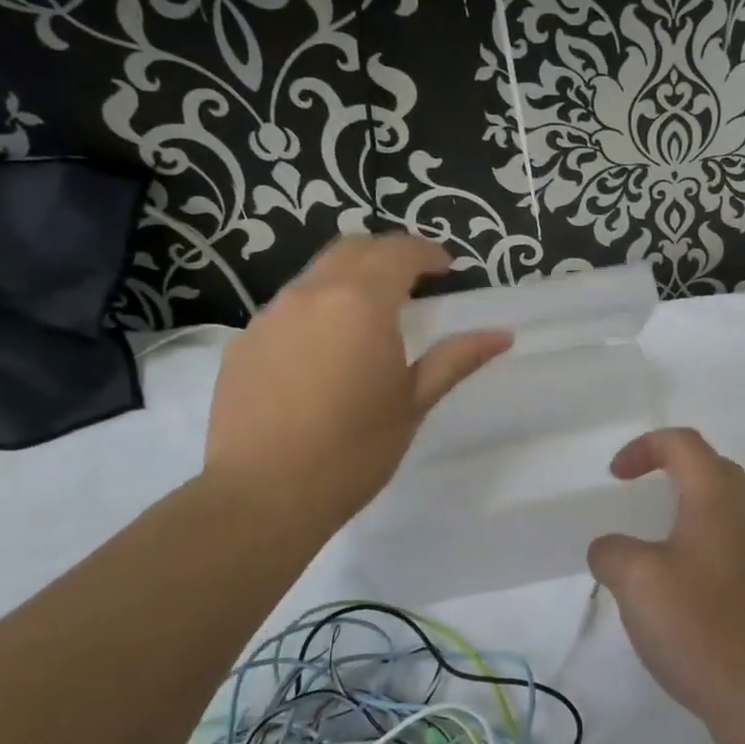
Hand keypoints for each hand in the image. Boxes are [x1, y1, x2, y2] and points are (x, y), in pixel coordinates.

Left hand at [201, 235, 510, 534]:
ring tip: (368, 317)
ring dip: (348, 280)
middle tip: (413, 280)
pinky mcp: (243, 342)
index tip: (446, 268)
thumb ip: (455, 359)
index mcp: (361, 303)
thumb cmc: (353, 450)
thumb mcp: (413, 403)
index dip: (426, 252)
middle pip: (352, 248)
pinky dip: (315, 311)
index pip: (398, 252)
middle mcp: (311, 294)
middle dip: (387, 253)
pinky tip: (322, 353)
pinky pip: (287, 309)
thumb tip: (501, 335)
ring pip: (315, 276)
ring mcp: (270, 316)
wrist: (261, 495)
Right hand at [588, 429, 744, 743]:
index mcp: (719, 498)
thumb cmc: (703, 626)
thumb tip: (610, 550)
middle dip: (670, 474)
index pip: (683, 443)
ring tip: (651, 553)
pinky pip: (730, 553)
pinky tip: (679, 599)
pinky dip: (699, 555)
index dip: (644, 447)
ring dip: (685, 518)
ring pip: (723, 515)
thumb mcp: (637, 581)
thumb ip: (612, 552)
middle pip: (711, 471)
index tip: (615, 478)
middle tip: (637, 501)